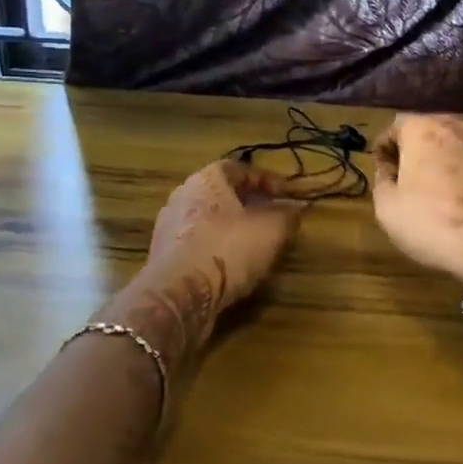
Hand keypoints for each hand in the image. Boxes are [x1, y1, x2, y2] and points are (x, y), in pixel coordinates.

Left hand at [113, 161, 306, 375]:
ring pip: (209, 221)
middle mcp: (182, 196)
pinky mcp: (164, 258)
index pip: (239, 168)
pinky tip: (234, 266)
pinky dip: (218, 250)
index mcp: (205, 179)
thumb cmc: (228, 248)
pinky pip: (198, 245)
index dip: (266, 180)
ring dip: (233, 229)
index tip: (287, 194)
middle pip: (222, 194)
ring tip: (257, 244)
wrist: (179, 295)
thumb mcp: (271, 229)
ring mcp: (169, 228)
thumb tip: (298, 208)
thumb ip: (287, 215)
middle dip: (250, 205)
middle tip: (273, 218)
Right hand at [371, 114, 462, 281]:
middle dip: (417, 148)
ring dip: (446, 158)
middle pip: (429, 129)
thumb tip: (388, 170)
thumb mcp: (387, 208)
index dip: (385, 148)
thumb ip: (382, 181)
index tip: (384, 171)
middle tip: (410, 176)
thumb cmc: (432, 222)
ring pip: (459, 144)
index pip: (395, 126)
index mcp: (423, 130)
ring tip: (440, 186)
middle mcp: (457, 128)